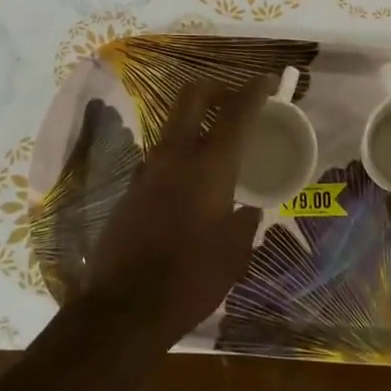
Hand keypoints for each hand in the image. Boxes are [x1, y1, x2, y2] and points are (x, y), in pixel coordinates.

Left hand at [75, 78, 267, 347]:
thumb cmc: (191, 279)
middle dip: (216, 89)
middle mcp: (174, 156)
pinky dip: (181, 157)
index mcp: (209, 166)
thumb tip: (246, 210)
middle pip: (192, 97)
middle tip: (235, 103)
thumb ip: (244, 221)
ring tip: (218, 151)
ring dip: (196, 125)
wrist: (123, 309)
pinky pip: (161, 159)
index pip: (236, 112)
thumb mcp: (235, 252)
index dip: (254, 90)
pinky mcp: (131, 191)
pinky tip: (193, 189)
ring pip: (173, 127)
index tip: (267, 81)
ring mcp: (147, 171)